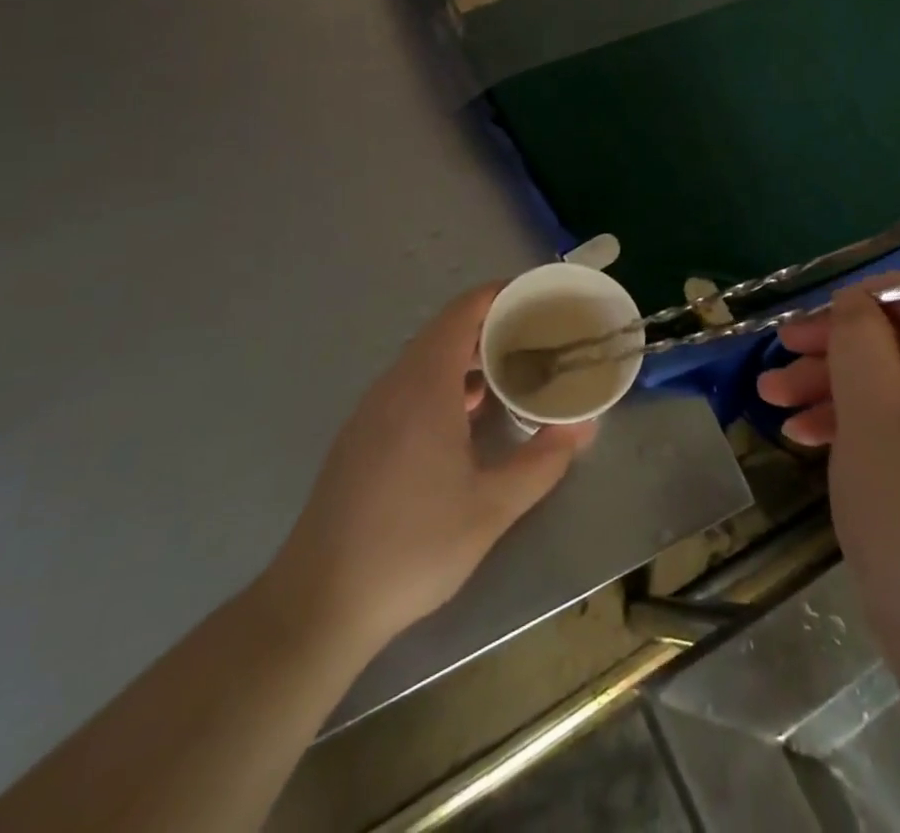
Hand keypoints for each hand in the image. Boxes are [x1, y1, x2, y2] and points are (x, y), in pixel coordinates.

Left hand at [258, 284, 595, 657]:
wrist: (317, 604)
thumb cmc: (411, 547)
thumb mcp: (491, 508)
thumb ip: (542, 462)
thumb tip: (582, 427)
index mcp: (424, 386)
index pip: (462, 312)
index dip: (499, 294)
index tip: (538, 297)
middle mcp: (394, 386)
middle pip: (445, 331)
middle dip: (492, 325)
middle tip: (538, 336)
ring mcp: (371, 412)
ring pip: (425, 360)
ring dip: (468, 356)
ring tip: (512, 371)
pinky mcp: (360, 437)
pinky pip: (409, 386)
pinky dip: (445, 381)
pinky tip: (468, 416)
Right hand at [758, 279, 899, 675]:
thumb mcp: (877, 412)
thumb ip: (861, 340)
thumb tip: (855, 300)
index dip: (879, 294)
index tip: (823, 310)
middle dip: (839, 346)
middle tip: (781, 352)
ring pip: (896, 391)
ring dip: (834, 388)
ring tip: (772, 400)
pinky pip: (899, 434)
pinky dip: (853, 429)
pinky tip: (803, 440)